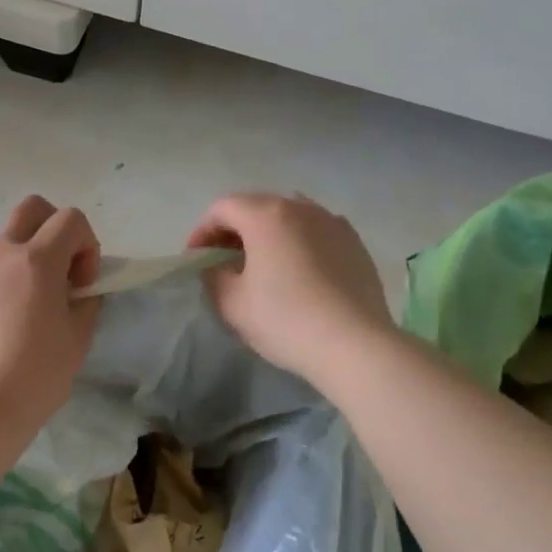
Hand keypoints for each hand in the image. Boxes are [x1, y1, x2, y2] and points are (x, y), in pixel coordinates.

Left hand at [0, 195, 100, 431]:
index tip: (81, 283)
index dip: (86, 245)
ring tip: (14, 317)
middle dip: (51, 229)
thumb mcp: (78, 340)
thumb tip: (77, 289)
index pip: (70, 219)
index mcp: (36, 261)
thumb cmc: (35, 378)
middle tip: (55, 271)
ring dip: (15, 269)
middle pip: (30, 209)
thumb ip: (84, 301)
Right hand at [188, 193, 392, 384]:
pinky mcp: (355, 243)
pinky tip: (298, 271)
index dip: (202, 231)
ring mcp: (332, 222)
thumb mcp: (232, 303)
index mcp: (266, 215)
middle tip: (223, 261)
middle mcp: (301, 207)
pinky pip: (316, 232)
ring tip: (262, 264)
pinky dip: (298, 242)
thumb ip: (213, 276)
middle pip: (256, 207)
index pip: (222, 208)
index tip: (196, 260)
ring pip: (289, 217)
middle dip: (233, 230)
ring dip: (267, 234)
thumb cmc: (285, 320)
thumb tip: (215, 266)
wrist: (354, 344)